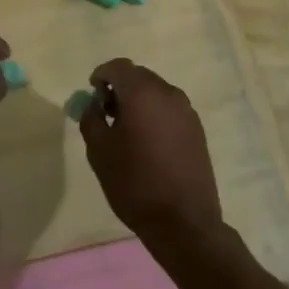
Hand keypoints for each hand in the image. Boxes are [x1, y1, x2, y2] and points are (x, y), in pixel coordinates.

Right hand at [78, 59, 223, 248]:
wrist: (183, 221)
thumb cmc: (134, 183)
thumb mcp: (99, 151)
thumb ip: (91, 118)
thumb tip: (95, 104)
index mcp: (142, 93)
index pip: (118, 67)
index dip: (102, 75)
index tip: (92, 93)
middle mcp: (168, 94)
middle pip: (139, 76)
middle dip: (120, 87)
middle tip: (106, 112)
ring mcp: (187, 111)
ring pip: (156, 92)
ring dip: (138, 101)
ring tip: (126, 129)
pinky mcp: (197, 129)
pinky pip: (170, 109)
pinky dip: (155, 114)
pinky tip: (148, 141)